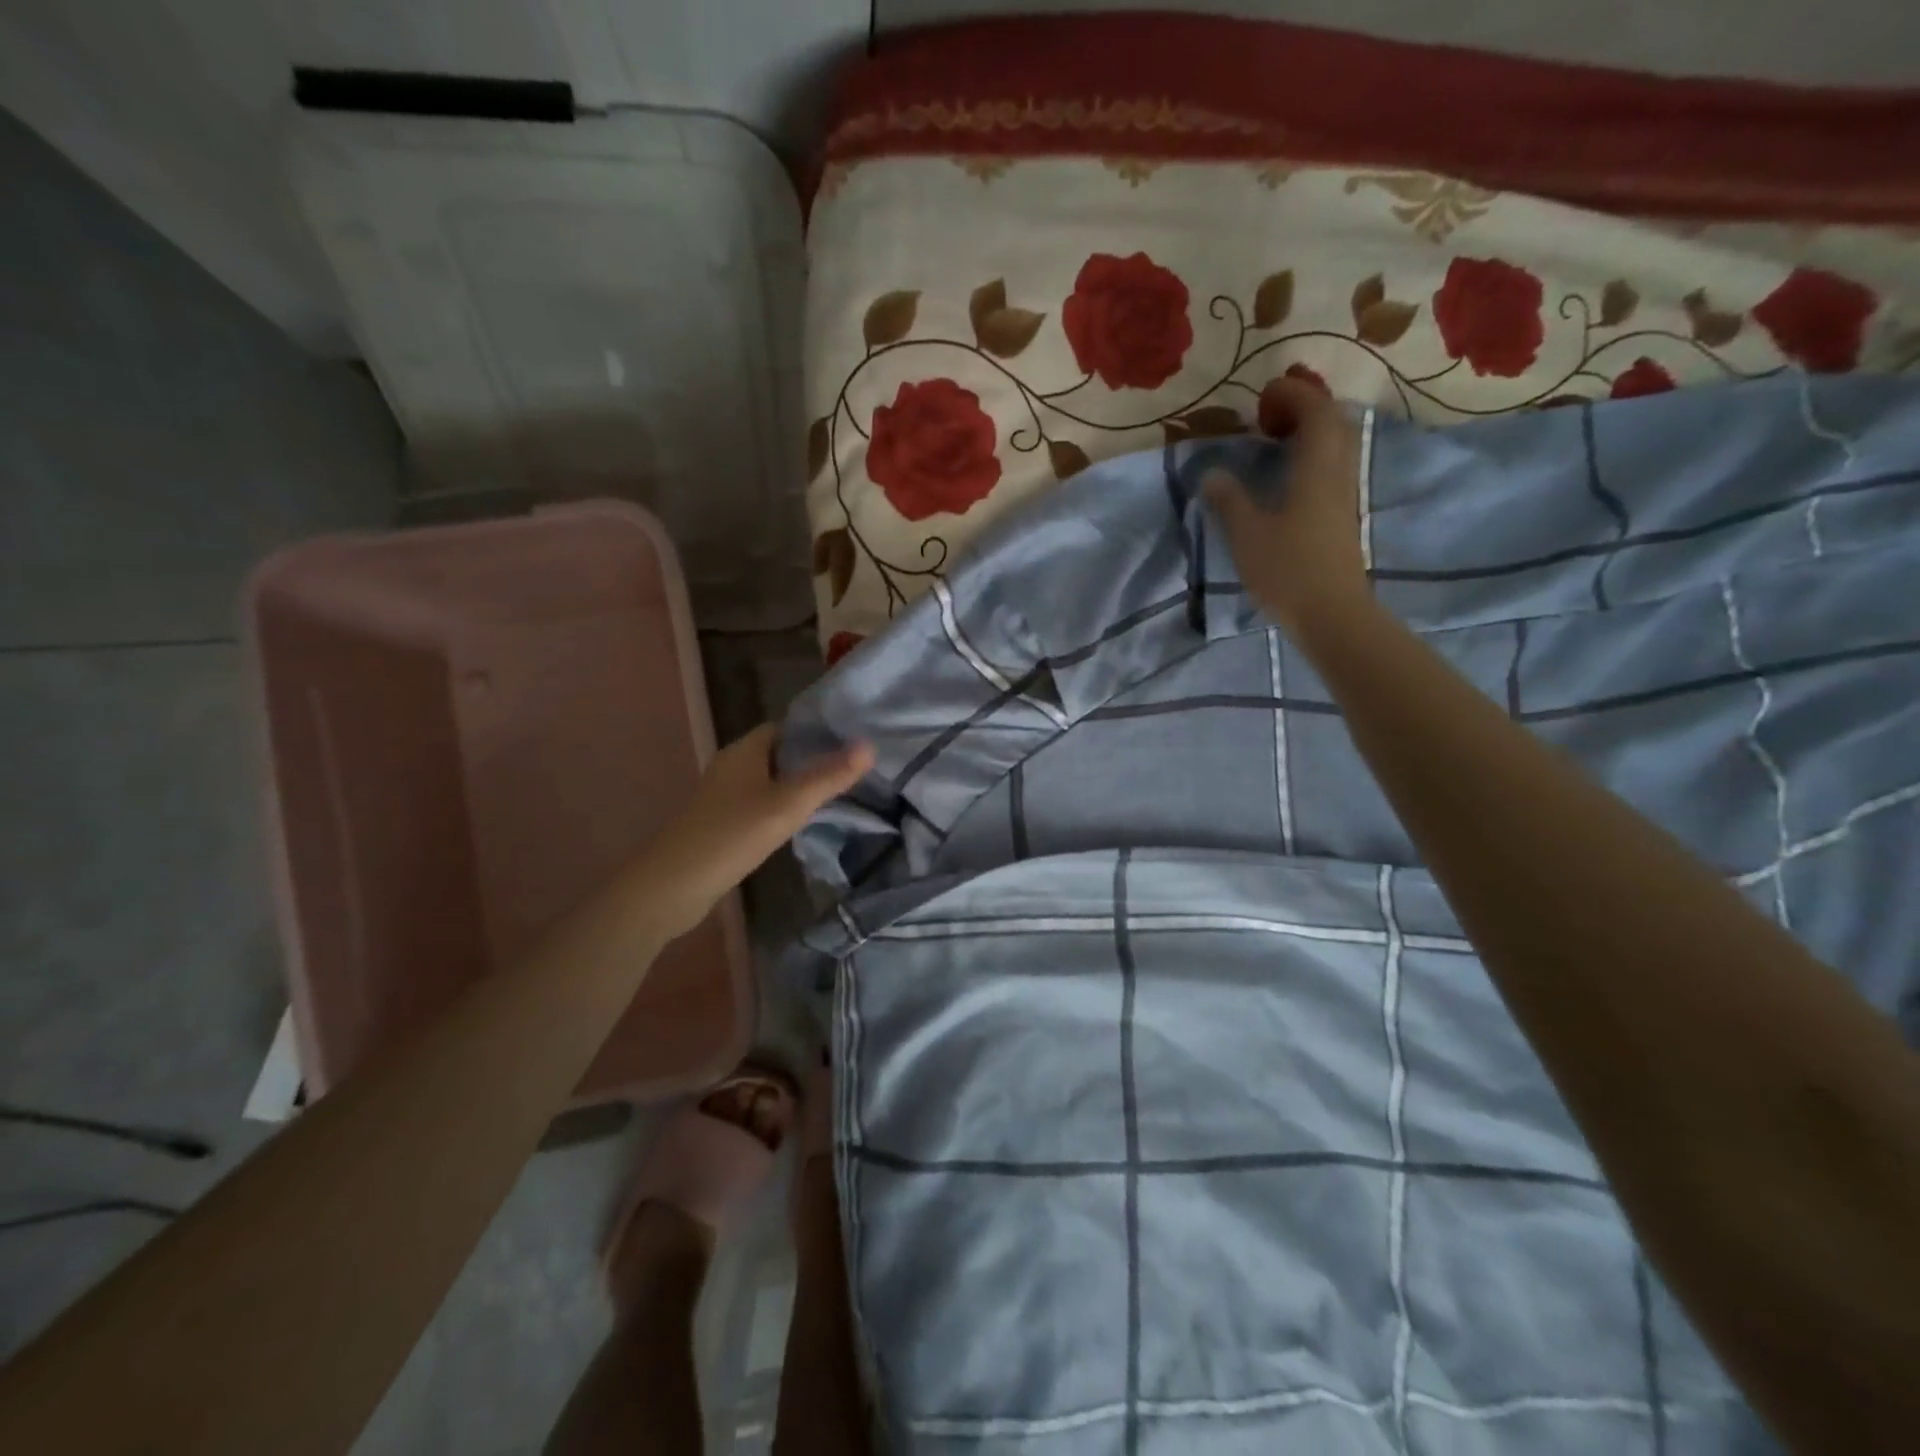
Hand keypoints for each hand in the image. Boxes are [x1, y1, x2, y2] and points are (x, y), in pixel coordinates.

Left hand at [635, 725, 872, 940]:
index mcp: (745, 750)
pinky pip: (761, 803)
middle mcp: (733, 766)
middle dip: (814, 758)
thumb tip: (869, 746)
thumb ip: (828, 777)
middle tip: (855, 768)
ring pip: (771, 780)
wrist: (673, 886)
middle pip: (780, 753)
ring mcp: (725, 795)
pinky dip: (783, 806)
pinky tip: (805, 820)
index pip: (787, 727)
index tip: (853, 741)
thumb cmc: (731, 836)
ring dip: (800, 784)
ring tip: (840, 792)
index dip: (819, 730)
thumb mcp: (788, 805)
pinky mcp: (723, 821)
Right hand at [1204, 379, 1369, 635]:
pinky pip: (1332, 469)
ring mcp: (1344, 497)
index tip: (1262, 396)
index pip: (1315, 412)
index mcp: (1316, 469)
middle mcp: (1338, 474)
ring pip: (1336, 447)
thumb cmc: (1288, 570)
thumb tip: (1212, 474)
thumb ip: (1229, 500)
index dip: (1292, 394)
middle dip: (1304, 408)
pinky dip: (1312, 458)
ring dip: (1310, 433)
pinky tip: (1287, 477)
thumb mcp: (1247, 535)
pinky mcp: (1342, 518)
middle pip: (1333, 423)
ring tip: (1275, 443)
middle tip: (1269, 416)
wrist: (1332, 614)